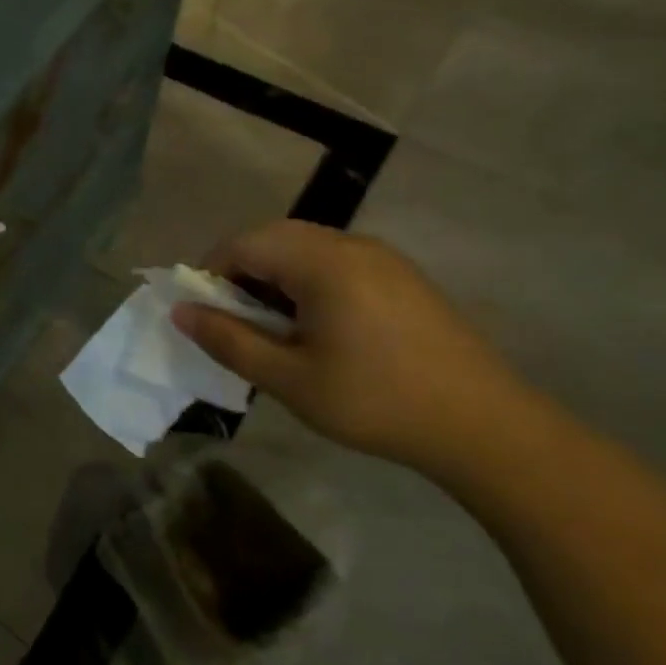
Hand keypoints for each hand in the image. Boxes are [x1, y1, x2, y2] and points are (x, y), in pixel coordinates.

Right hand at [173, 220, 533, 475]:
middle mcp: (352, 245)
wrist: (484, 426)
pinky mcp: (402, 276)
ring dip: (273, 277)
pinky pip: (335, 262)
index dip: (210, 273)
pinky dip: (307, 282)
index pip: (243, 244)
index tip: (202, 315)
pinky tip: (315, 327)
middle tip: (232, 322)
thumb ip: (228, 341)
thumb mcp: (288, 379)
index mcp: (323, 262)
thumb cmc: (375, 401)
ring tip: (271, 328)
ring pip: (305, 248)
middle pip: (274, 238)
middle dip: (240, 273)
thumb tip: (181, 312)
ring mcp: (383, 258)